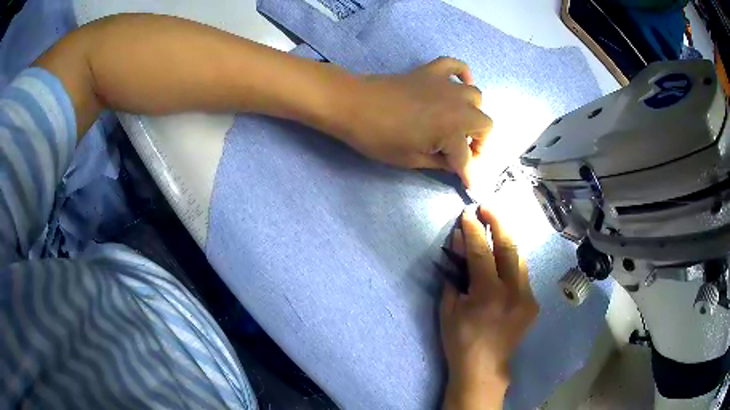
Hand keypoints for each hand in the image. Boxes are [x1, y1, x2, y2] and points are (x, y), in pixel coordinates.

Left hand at [342, 57, 492, 187]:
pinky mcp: (431, 71)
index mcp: (452, 129)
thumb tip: (455, 165)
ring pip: (476, 96)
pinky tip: (460, 84)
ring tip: (459, 124)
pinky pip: (456, 66)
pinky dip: (463, 74)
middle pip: (485, 124)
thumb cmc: (378, 137)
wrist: (353, 104)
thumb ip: (440, 162)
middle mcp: (457, 105)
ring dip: (473, 112)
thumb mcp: (410, 159)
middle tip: (463, 153)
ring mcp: (445, 85)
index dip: (468, 174)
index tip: (470, 185)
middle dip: (479, 142)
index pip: (467, 157)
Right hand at [440, 206, 538, 409]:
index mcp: (488, 294)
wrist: (485, 368)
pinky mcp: (533, 303)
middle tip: (487, 206)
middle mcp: (513, 291)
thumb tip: (457, 245)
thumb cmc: (460, 341)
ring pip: (520, 257)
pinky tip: (502, 258)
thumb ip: (455, 275)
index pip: (481, 251)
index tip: (467, 212)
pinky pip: (522, 274)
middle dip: (498, 222)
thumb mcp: (449, 309)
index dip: (473, 229)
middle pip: (509, 246)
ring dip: (507, 239)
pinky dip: (511, 261)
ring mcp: (527, 297)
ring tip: (495, 227)